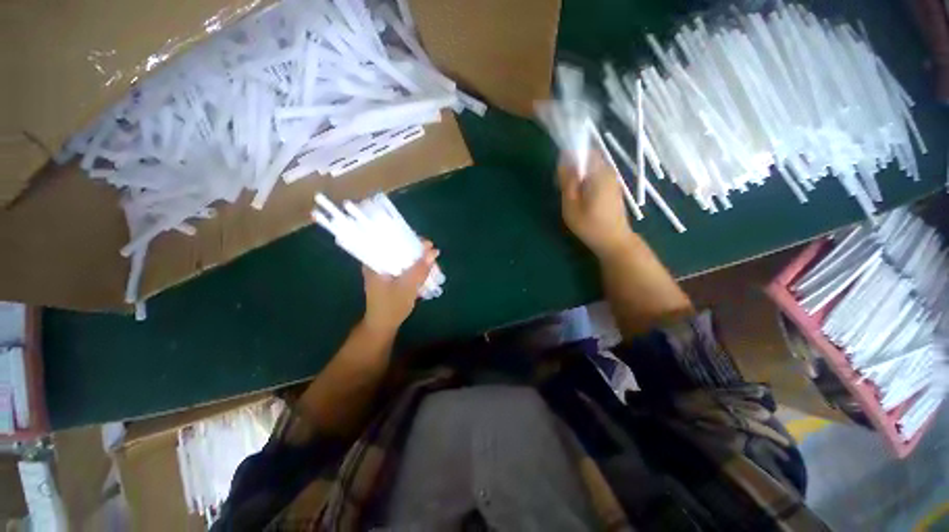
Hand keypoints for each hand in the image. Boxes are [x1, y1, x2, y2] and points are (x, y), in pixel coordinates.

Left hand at [361, 240, 438, 335]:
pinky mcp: (388, 276)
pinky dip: (413, 266)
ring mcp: (382, 270)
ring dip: (417, 259)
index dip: (410, 239)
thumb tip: (433, 251)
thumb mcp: (408, 287)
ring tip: (432, 262)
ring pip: (402, 257)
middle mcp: (376, 262)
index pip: (391, 241)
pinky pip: (402, 265)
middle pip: (398, 248)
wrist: (383, 325)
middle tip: (432, 255)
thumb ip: (420, 269)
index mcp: (374, 262)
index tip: (427, 244)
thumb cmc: (392, 306)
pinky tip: (424, 269)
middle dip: (416, 251)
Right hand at [558, 150, 634, 256]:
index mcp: (599, 173)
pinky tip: (582, 198)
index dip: (570, 156)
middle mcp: (608, 171)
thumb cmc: (589, 225)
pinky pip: (597, 176)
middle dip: (574, 167)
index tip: (560, 172)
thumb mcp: (571, 205)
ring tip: (571, 194)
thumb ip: (568, 182)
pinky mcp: (613, 188)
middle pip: (589, 158)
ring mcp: (613, 180)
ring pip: (593, 168)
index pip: (585, 151)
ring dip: (580, 175)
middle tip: (563, 186)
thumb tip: (564, 162)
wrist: (614, 240)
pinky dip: (587, 181)